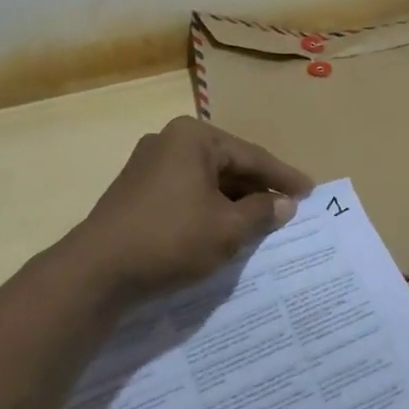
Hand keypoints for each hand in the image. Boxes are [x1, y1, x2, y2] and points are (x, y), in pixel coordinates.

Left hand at [72, 117, 311, 302]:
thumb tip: (284, 204)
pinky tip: (223, 227)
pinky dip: (208, 208)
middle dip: (258, 188)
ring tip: (261, 221)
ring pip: (206, 180)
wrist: (97, 271)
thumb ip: (261, 212)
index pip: (252, 156)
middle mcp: (169, 141)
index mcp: (194, 138)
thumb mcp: (227, 229)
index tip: (311, 191)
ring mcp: (148, 165)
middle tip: (289, 206)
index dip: (284, 177)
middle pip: (228, 164)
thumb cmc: (172, 239)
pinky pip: (185, 193)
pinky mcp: (135, 191)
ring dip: (233, 201)